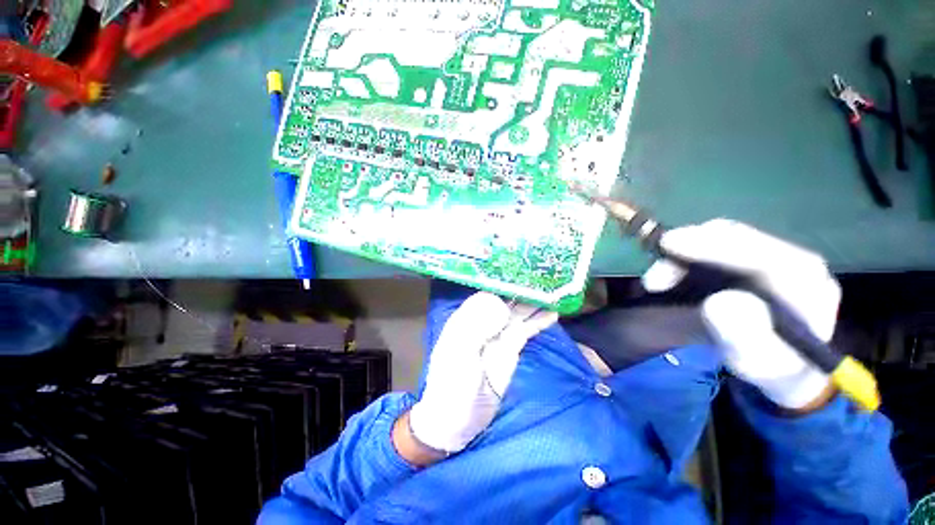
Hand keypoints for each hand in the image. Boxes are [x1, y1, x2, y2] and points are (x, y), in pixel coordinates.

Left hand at [407, 292, 558, 454]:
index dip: (504, 286)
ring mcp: (498, 336)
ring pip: (518, 313)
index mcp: (466, 319)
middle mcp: (483, 322)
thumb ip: (476, 328)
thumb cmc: (452, 387)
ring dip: (534, 303)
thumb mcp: (459, 356)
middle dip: (522, 290)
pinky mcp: (510, 349)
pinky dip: (538, 321)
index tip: (523, 278)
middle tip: (545, 279)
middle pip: (505, 300)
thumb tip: (501, 305)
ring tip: (554, 292)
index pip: (487, 295)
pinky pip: (526, 330)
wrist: (456, 421)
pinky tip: (552, 312)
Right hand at [641, 220, 839, 409]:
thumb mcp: (761, 363)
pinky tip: (666, 281)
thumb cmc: (774, 368)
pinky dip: (680, 260)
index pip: (760, 253)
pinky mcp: (741, 260)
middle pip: (733, 238)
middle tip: (654, 279)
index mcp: (806, 282)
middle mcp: (787, 259)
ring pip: (715, 240)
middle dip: (688, 250)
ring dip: (679, 258)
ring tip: (655, 285)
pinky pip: (707, 248)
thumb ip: (746, 337)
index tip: (671, 245)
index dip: (714, 246)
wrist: (781, 366)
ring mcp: (764, 257)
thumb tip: (719, 301)